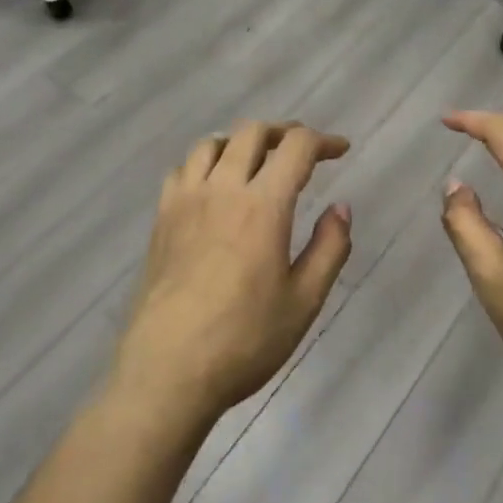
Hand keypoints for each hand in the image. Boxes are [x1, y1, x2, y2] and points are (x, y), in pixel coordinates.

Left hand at [113, 121, 352, 425]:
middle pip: (252, 132)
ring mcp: (186, 200)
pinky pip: (183, 169)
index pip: (296, 147)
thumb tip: (341, 208)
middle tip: (302, 152)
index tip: (340, 150)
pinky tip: (213, 186)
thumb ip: (329, 248)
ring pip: (213, 143)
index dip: (323, 141)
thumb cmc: (244, 340)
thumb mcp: (304, 301)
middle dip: (284, 132)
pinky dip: (205, 162)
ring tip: (257, 162)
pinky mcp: (161, 218)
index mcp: (263, 205)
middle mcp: (222, 189)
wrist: (167, 370)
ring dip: (242, 142)